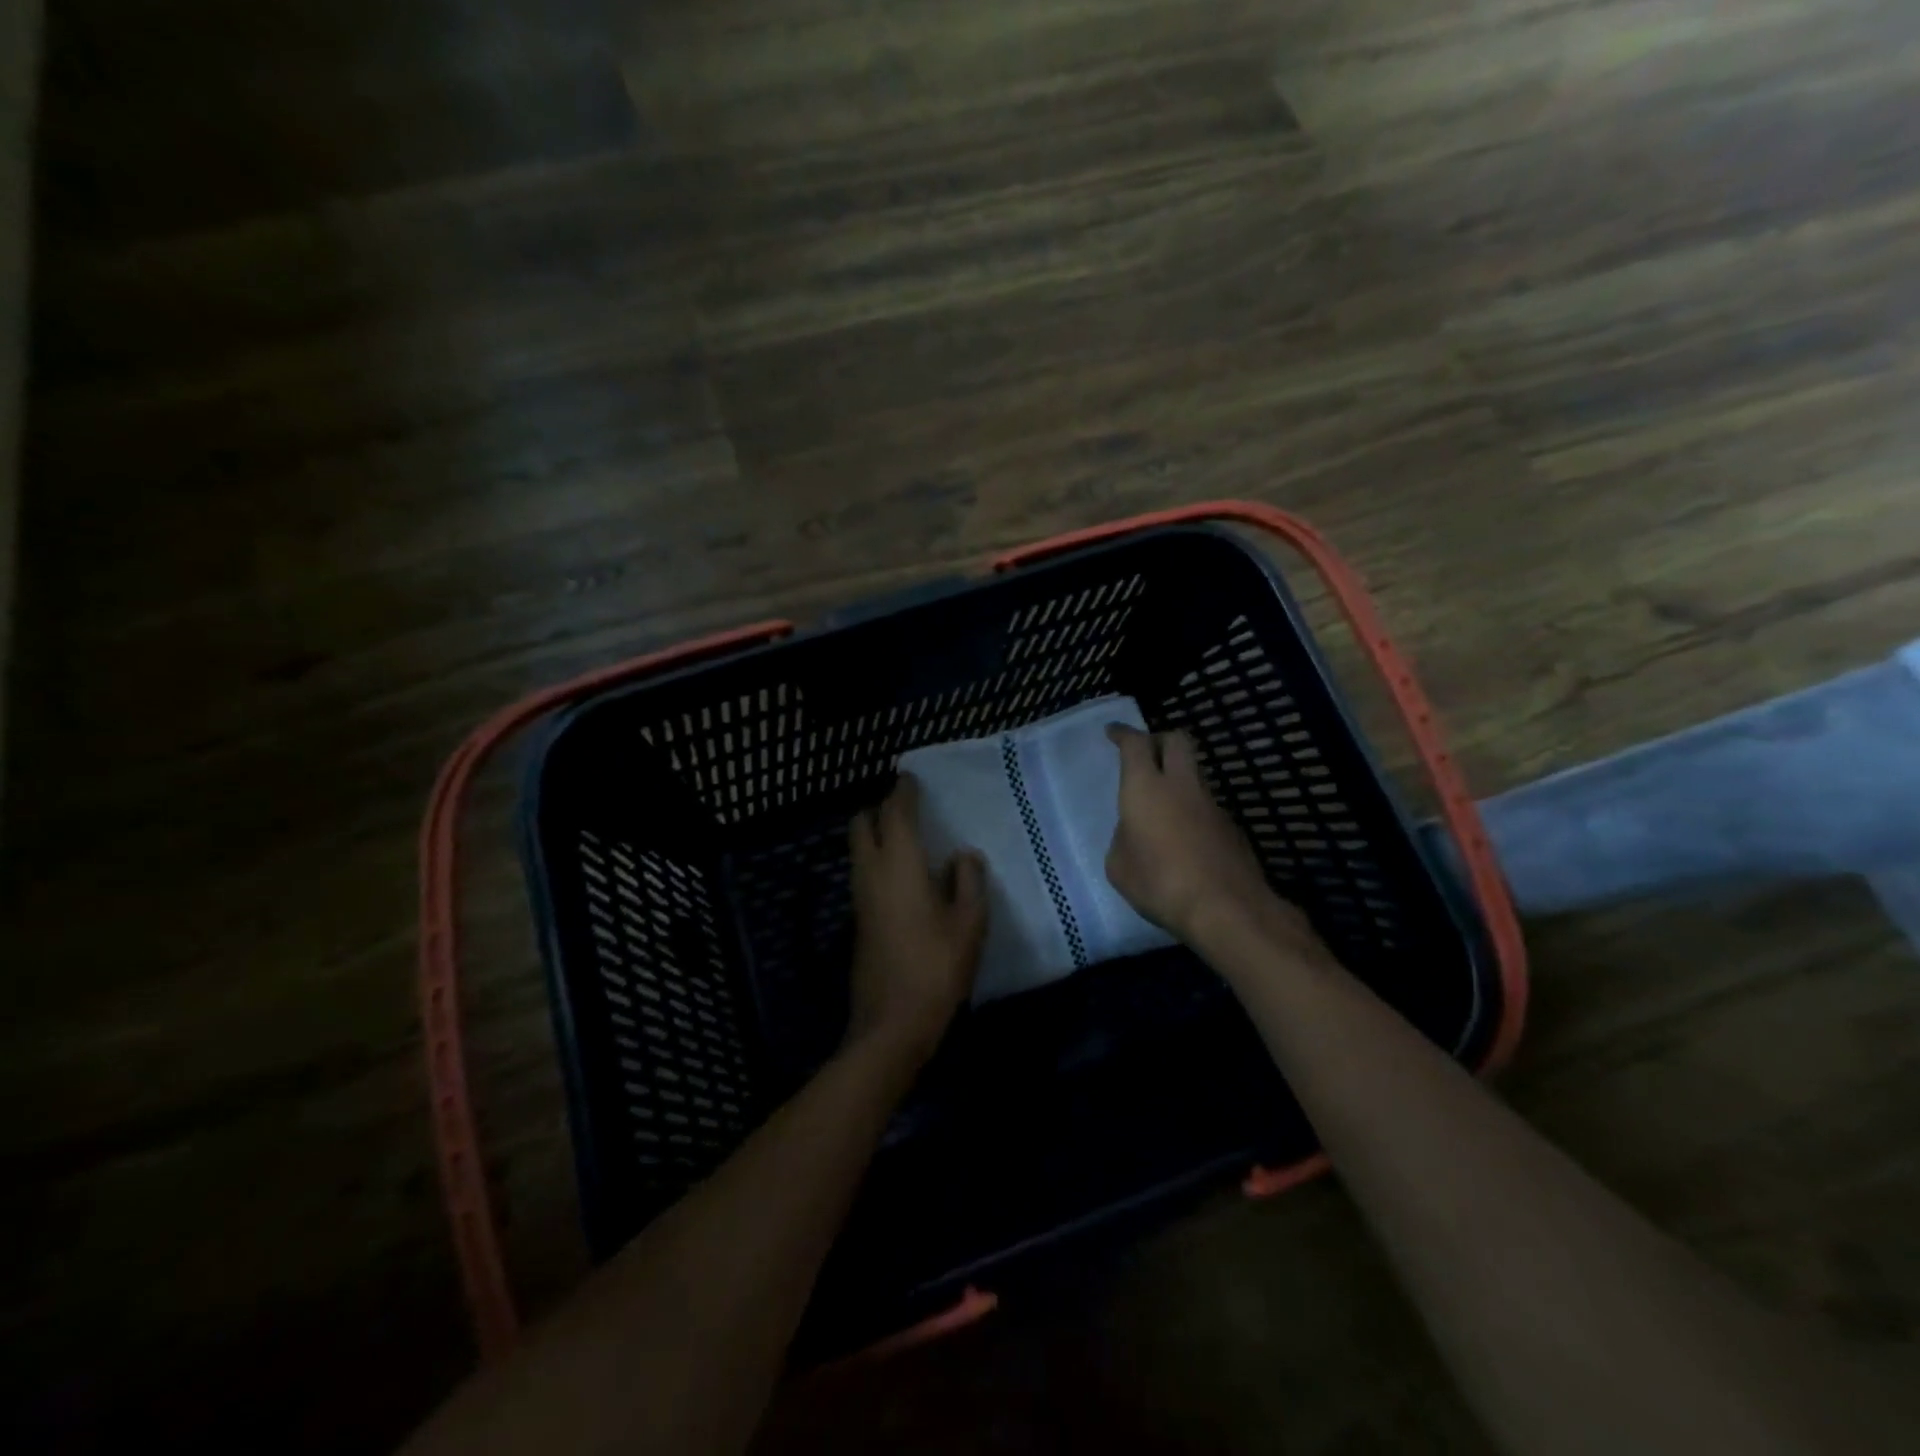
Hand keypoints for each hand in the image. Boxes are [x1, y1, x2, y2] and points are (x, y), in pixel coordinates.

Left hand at [846, 774, 987, 1061]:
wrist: (892, 1022)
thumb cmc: (937, 967)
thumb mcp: (969, 923)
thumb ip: (968, 881)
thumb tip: (963, 855)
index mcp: (899, 864)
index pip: (894, 813)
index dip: (902, 792)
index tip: (911, 778)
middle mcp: (871, 873)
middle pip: (862, 825)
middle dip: (879, 809)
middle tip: (908, 809)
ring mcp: (860, 897)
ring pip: (858, 850)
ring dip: (876, 835)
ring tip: (909, 838)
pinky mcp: (858, 920)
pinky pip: (863, 873)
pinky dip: (877, 860)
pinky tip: (904, 875)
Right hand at [1106, 724, 1319, 955]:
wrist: (1226, 908)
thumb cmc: (1160, 883)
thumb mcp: (1119, 866)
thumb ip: (1123, 839)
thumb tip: (1135, 832)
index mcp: (1146, 787)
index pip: (1135, 744)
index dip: (1123, 734)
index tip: (1113, 732)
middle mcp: (1181, 786)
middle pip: (1176, 741)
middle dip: (1158, 739)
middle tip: (1145, 753)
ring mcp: (1212, 805)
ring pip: (1194, 773)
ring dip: (1178, 777)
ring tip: (1162, 803)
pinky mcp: (1231, 828)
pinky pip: (1206, 806)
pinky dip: (1192, 809)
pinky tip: (1184, 837)